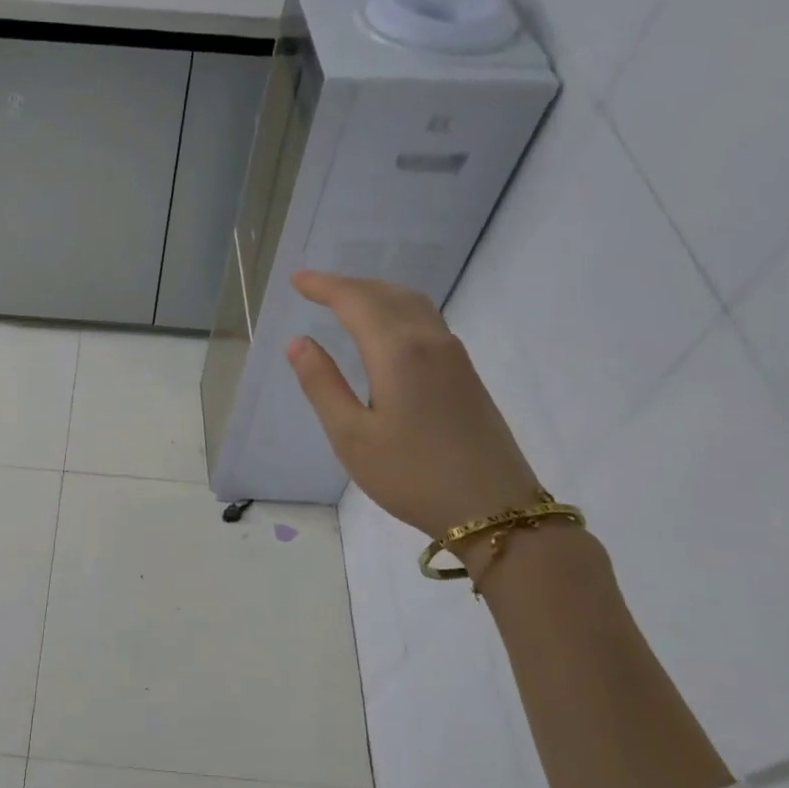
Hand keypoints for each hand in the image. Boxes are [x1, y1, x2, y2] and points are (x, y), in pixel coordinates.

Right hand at [285, 271, 539, 540]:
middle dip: (348, 285)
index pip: (355, 301)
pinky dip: (396, 309)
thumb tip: (298, 342)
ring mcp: (454, 356)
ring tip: (345, 301)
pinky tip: (385, 329)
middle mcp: (430, 341)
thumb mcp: (351, 436)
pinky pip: (425, 320)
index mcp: (398, 352)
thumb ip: (322, 384)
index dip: (323, 286)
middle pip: (386, 294)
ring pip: (411, 304)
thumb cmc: (411, 475)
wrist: (492, 508)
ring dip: (375, 294)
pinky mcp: (465, 373)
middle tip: (314, 287)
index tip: (296, 279)